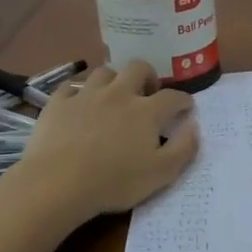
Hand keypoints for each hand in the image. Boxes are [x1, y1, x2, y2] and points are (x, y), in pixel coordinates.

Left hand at [11, 61, 199, 223]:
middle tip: (148, 94)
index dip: (183, 100)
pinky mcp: (58, 103)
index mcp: (147, 111)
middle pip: (138, 68)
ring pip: (104, 72)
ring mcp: (86, 95)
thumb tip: (193, 126)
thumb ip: (184, 148)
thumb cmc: (115, 182)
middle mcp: (119, 94)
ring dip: (113, 81)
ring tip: (113, 97)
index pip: (173, 96)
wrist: (58, 183)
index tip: (186, 108)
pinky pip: (71, 87)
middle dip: (148, 76)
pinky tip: (79, 104)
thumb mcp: (162, 173)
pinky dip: (79, 92)